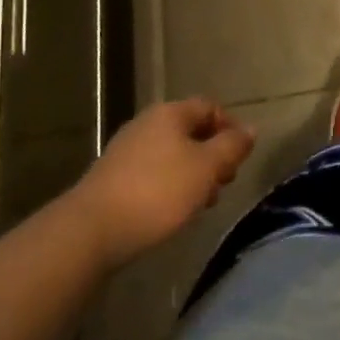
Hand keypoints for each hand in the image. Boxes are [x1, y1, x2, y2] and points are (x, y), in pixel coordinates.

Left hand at [67, 98, 254, 266]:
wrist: (89, 232)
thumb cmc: (157, 192)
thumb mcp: (206, 168)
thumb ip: (231, 147)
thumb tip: (250, 130)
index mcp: (170, 113)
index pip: (210, 107)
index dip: (230, 127)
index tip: (240, 157)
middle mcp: (147, 123)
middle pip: (190, 131)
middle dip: (211, 155)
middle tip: (223, 183)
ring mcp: (125, 151)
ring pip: (171, 155)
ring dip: (191, 174)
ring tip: (200, 204)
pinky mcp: (111, 179)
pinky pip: (151, 174)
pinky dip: (168, 186)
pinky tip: (171, 212)